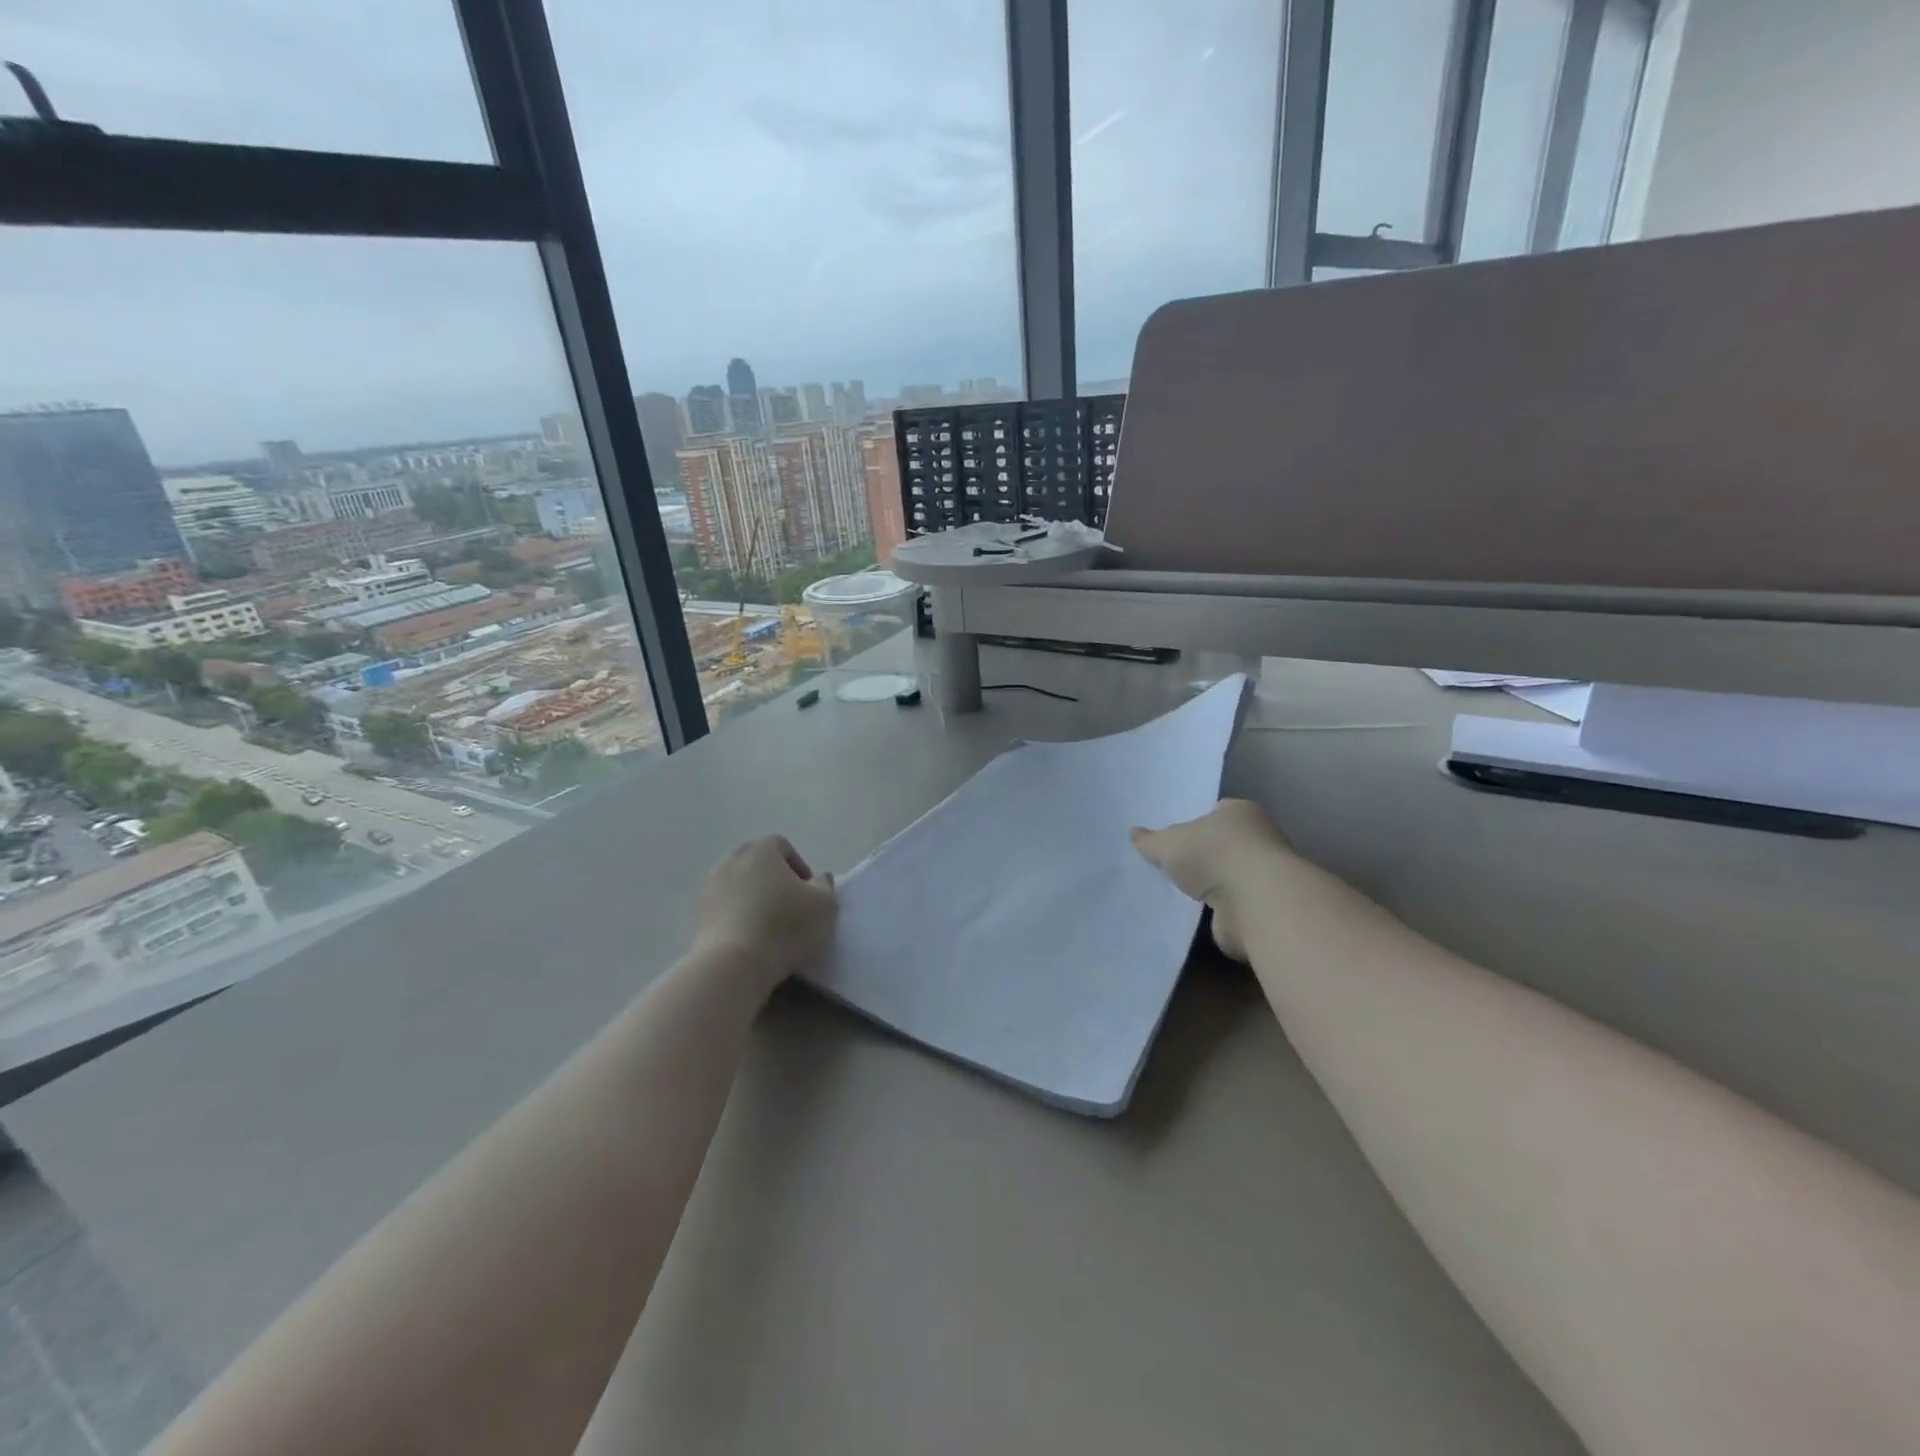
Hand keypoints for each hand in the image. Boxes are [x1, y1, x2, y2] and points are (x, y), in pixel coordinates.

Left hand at [691, 835, 837, 993]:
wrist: (733, 965)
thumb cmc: (785, 927)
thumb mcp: (824, 906)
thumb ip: (825, 886)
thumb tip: (819, 878)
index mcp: (762, 851)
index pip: (782, 846)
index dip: (799, 866)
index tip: (808, 892)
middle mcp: (732, 862)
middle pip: (755, 863)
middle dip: (773, 879)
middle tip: (788, 906)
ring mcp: (710, 889)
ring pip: (737, 886)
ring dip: (752, 899)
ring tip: (768, 926)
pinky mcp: (697, 917)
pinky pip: (723, 909)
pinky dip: (736, 918)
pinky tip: (749, 940)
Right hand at [1130, 799, 1288, 961]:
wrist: (1254, 903)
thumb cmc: (1214, 855)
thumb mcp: (1170, 843)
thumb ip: (1152, 841)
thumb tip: (1133, 834)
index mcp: (1240, 812)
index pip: (1215, 812)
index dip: (1193, 821)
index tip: (1172, 835)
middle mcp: (1257, 839)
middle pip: (1221, 844)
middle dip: (1199, 855)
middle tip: (1167, 863)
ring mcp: (1261, 875)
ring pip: (1225, 876)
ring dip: (1206, 886)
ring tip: (1173, 891)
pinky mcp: (1260, 907)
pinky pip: (1228, 905)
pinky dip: (1213, 910)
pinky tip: (1188, 913)